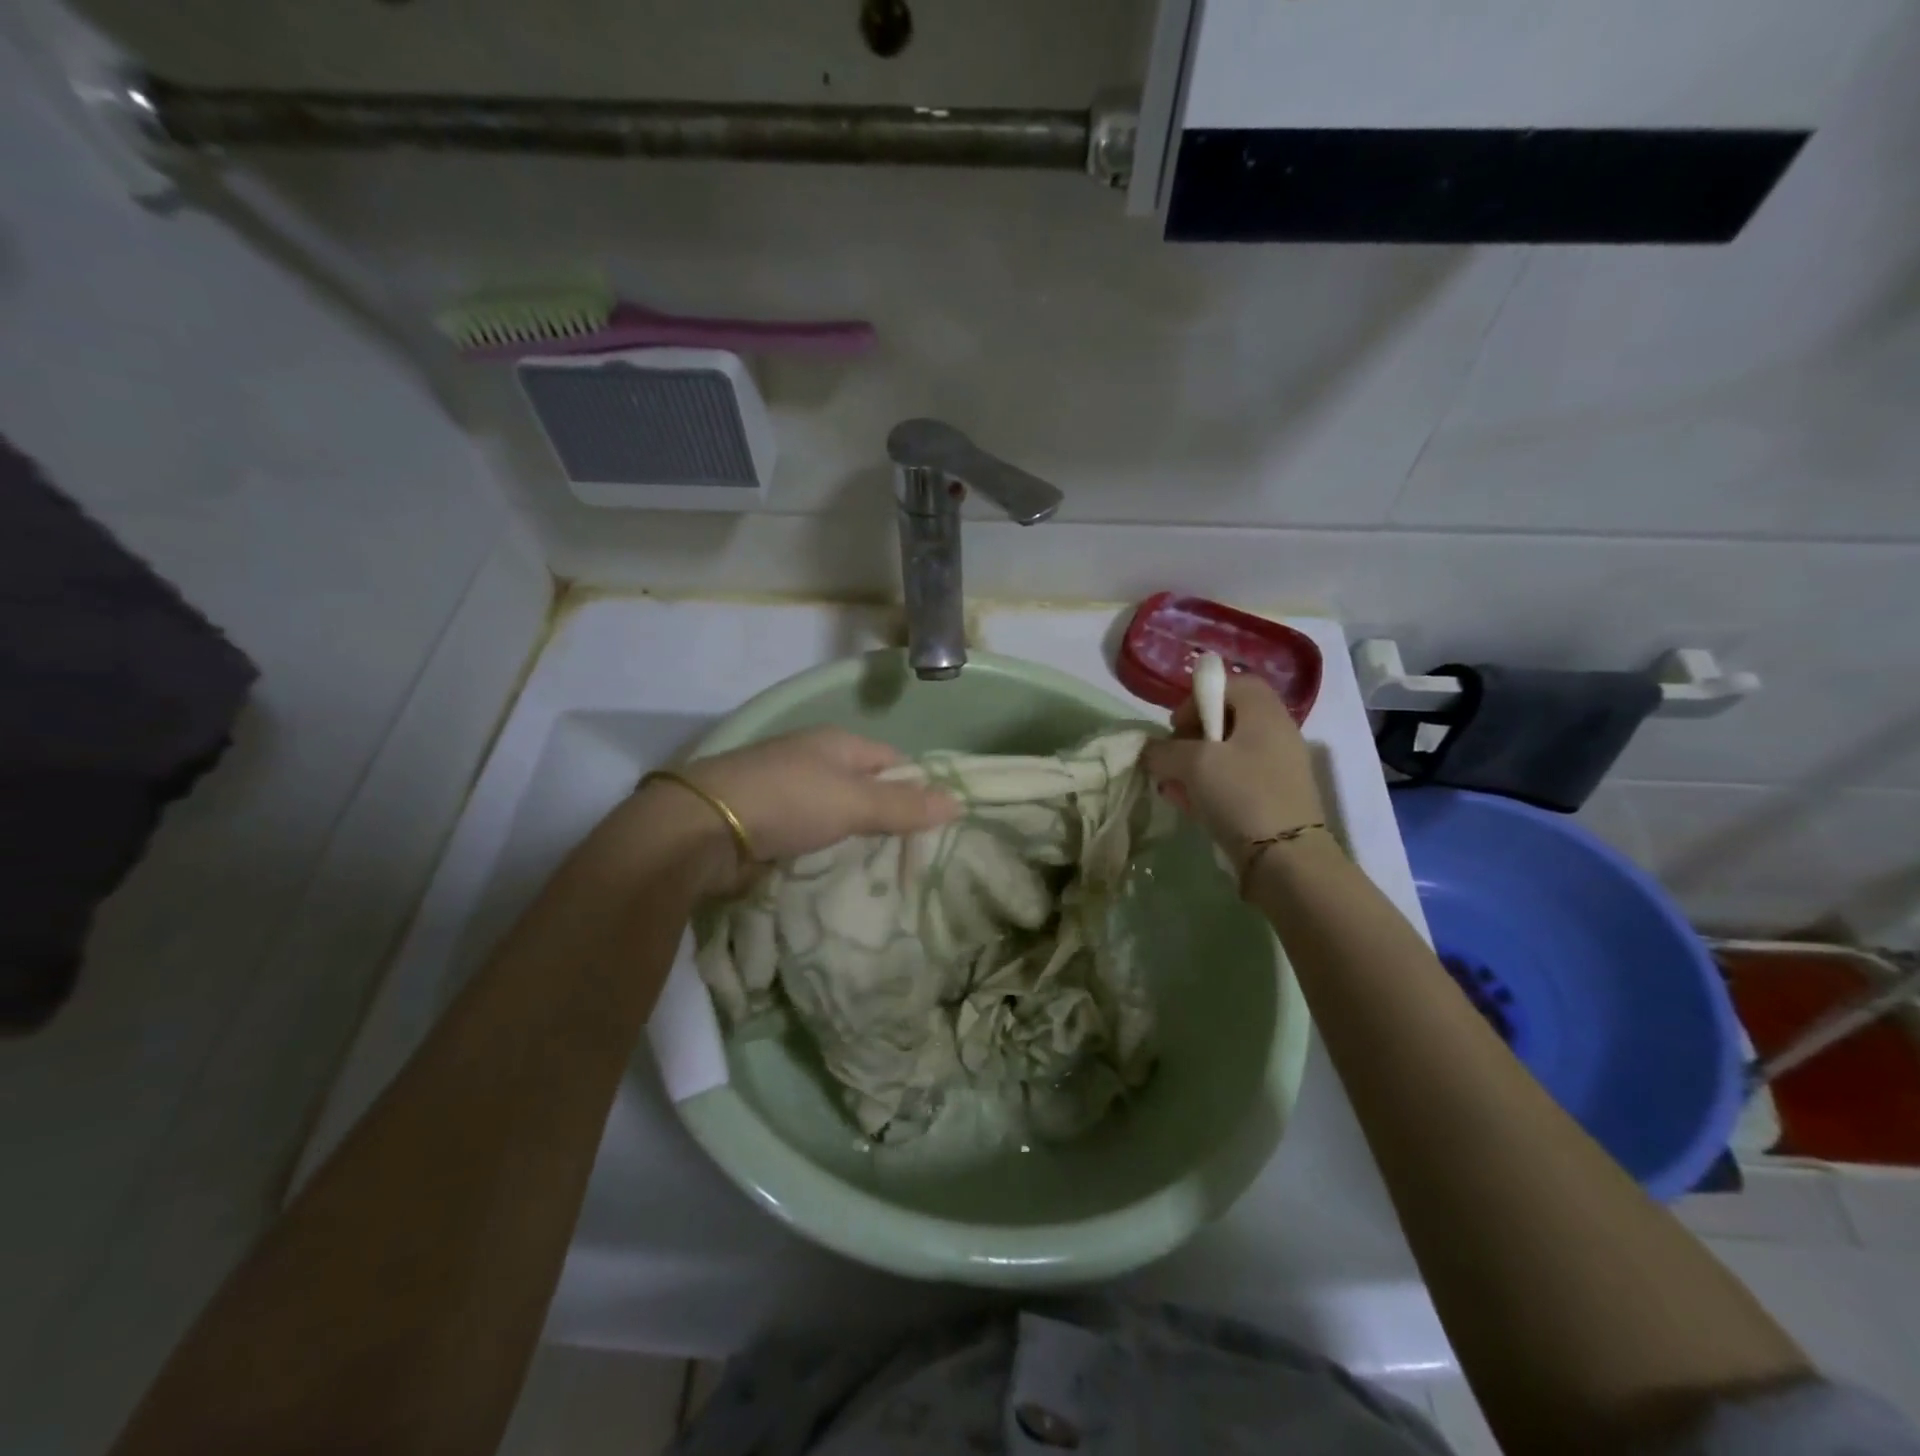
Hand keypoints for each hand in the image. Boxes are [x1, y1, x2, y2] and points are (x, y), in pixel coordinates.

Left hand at [634, 729, 960, 896]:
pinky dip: (826, 851)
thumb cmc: (788, 801)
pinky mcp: (765, 823)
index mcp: (836, 742)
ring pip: (837, 814)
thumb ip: (905, 805)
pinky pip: (811, 835)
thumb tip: (959, 803)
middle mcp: (812, 760)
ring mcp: (785, 791)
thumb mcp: (854, 802)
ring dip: (856, 837)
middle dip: (888, 817)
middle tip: (917, 854)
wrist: (701, 830)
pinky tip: (840, 872)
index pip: (892, 759)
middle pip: (864, 787)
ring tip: (886, 870)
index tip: (938, 823)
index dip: (917, 786)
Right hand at [1143, 675, 1325, 860]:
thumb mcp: (1193, 764)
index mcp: (1264, 713)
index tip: (1176, 726)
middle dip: (1192, 737)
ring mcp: (1279, 767)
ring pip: (1228, 753)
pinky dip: (1212, 788)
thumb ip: (1164, 750)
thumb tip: (1150, 751)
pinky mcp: (1275, 797)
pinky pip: (1236, 780)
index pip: (1231, 683)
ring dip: (1196, 766)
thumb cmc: (1241, 795)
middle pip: (1227, 719)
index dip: (1198, 698)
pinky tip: (1192, 808)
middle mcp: (1276, 733)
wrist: (1287, 859)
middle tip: (1172, 759)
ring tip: (1175, 788)